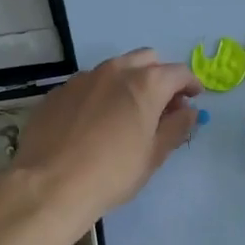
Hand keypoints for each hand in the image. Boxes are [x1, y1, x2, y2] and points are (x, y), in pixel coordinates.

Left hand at [8, 49, 199, 226]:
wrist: (50, 185)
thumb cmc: (112, 173)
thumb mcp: (153, 155)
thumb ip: (176, 127)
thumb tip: (188, 111)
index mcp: (145, 84)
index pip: (178, 72)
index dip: (190, 84)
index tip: (193, 99)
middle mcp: (114, 71)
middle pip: (146, 60)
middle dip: (159, 76)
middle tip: (162, 105)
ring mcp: (82, 78)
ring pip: (114, 69)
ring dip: (128, 82)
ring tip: (126, 113)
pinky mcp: (58, 92)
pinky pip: (87, 85)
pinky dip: (100, 95)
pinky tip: (94, 122)